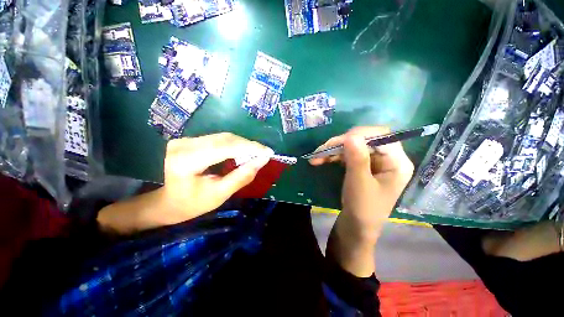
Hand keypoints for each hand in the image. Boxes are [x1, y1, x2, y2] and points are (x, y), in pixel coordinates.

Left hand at [98, 133, 272, 233]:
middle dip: (248, 145)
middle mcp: (183, 144)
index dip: (250, 148)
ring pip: (223, 137)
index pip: (225, 147)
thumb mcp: (220, 194)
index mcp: (187, 161)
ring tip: (256, 153)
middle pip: (225, 139)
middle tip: (264, 153)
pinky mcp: (189, 140)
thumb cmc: (192, 204)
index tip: (268, 152)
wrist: (168, 202)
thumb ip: (242, 176)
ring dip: (243, 144)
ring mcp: (185, 140)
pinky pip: (218, 139)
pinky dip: (234, 144)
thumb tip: (262, 160)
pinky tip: (242, 151)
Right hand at [311, 126, 413, 241]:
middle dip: (341, 143)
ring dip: (333, 150)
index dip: (360, 135)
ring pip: (352, 145)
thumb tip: (350, 135)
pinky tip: (320, 160)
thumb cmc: (363, 208)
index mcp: (396, 162)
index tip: (339, 142)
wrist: (356, 226)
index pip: (381, 135)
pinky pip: (347, 154)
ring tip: (316, 157)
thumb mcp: (359, 183)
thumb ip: (357, 159)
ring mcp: (372, 161)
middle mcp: (387, 158)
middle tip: (322, 150)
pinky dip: (333, 155)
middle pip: (364, 139)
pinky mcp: (361, 165)